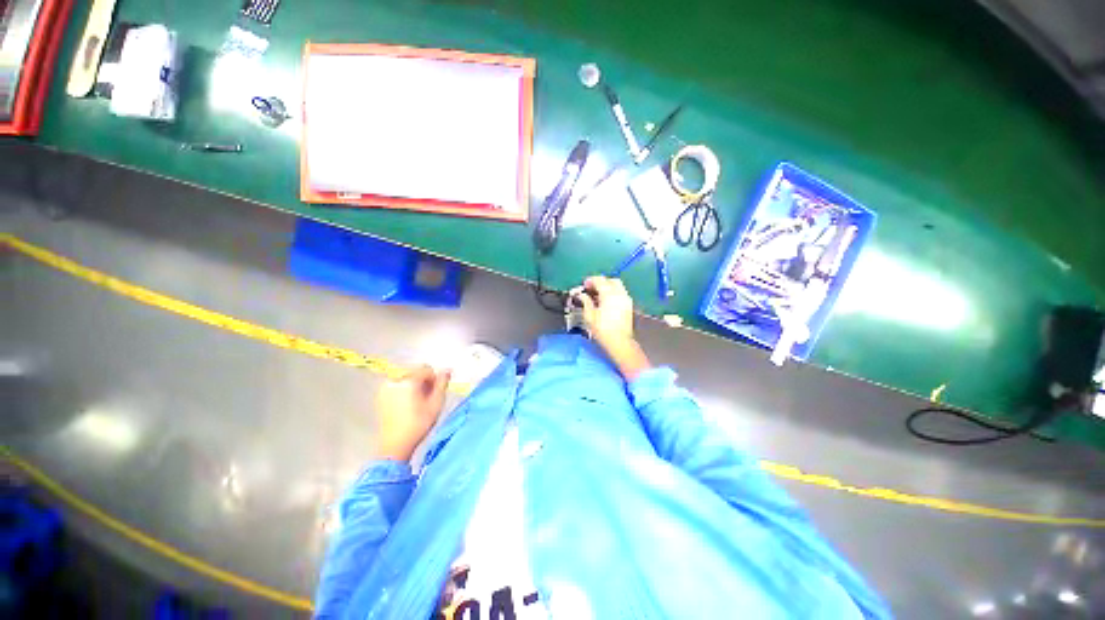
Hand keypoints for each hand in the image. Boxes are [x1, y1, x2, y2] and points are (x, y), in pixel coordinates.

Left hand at [373, 365, 450, 461]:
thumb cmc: (419, 424)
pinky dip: (404, 391)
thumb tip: (447, 370)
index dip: (434, 379)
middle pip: (415, 372)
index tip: (435, 393)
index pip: (427, 369)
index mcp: (408, 381)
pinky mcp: (380, 396)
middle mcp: (394, 380)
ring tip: (417, 402)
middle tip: (427, 398)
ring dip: (414, 386)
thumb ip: (442, 383)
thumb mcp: (436, 403)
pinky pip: (397, 386)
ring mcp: (385, 388)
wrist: (395, 445)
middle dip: (423, 381)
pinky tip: (407, 405)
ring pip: (406, 378)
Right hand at [578, 276, 651, 380]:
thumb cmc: (602, 330)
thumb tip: (581, 295)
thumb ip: (585, 301)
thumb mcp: (589, 316)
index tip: (583, 286)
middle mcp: (620, 293)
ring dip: (607, 287)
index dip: (590, 281)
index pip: (599, 280)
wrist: (620, 343)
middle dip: (600, 282)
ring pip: (617, 286)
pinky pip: (620, 293)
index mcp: (609, 294)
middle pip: (610, 280)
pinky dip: (613, 293)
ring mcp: (626, 299)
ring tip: (597, 296)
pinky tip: (605, 302)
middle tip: (590, 289)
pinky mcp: (629, 306)